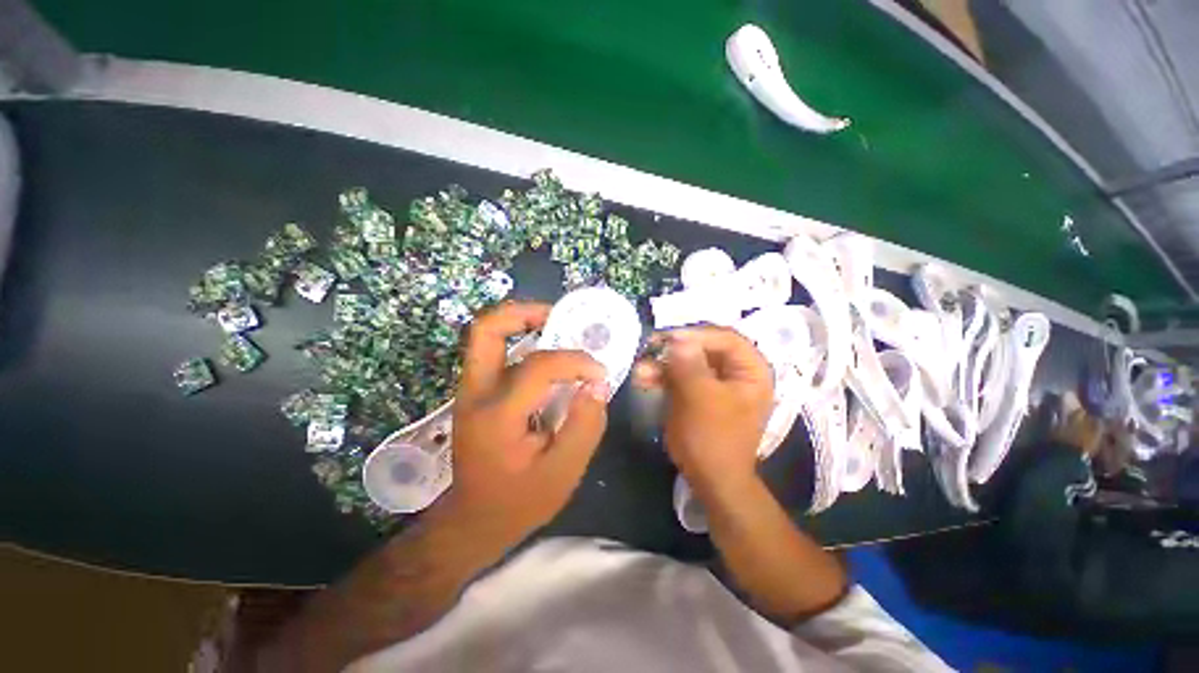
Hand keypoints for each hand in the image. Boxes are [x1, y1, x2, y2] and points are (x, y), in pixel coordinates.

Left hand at [447, 301, 609, 546]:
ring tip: (556, 326)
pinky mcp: (476, 392)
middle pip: (487, 329)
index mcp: (497, 415)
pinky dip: (521, 341)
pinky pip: (496, 352)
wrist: (472, 520)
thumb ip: (585, 425)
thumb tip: (597, 385)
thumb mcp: (563, 473)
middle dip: (525, 313)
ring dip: (522, 322)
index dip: (575, 361)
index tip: (599, 372)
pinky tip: (546, 355)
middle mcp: (476, 393)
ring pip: (487, 336)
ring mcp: (471, 390)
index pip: (538, 367)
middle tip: (559, 317)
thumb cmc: (518, 502)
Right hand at [634, 326, 772, 496]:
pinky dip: (661, 377)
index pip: (726, 339)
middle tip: (649, 347)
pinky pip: (679, 377)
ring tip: (640, 370)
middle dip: (673, 350)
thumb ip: (689, 365)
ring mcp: (714, 383)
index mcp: (751, 371)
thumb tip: (677, 338)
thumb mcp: (702, 399)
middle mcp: (735, 372)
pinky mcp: (697, 394)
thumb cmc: (714, 439)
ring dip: (662, 365)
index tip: (668, 338)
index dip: (696, 334)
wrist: (711, 480)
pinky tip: (643, 378)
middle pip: (703, 348)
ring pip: (687, 362)